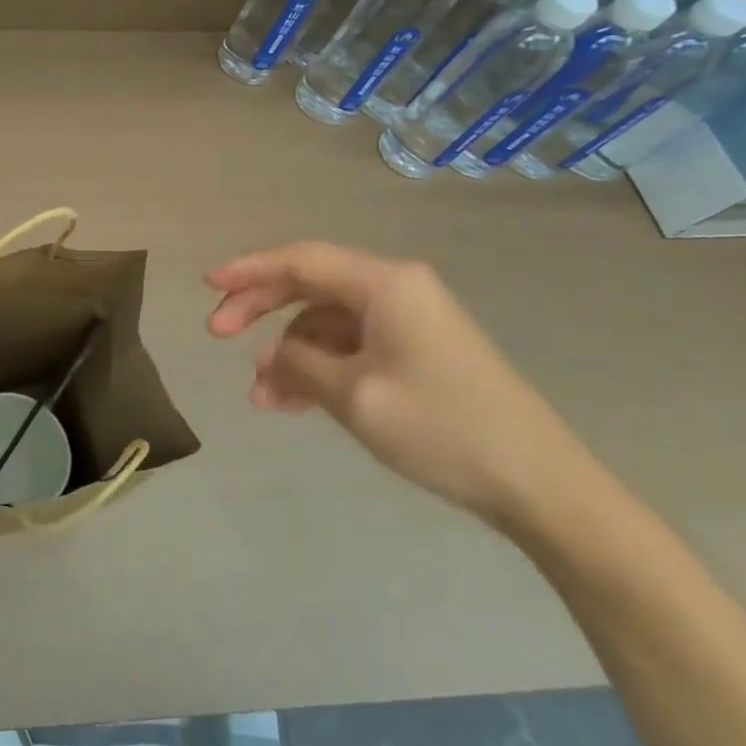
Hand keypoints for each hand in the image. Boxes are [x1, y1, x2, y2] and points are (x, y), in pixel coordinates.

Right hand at [205, 241, 589, 524]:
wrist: (539, 485)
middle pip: (309, 284)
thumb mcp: (353, 395)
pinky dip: (317, 368)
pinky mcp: (415, 352)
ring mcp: (407, 322)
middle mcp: (395, 291)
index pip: (300, 260)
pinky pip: (349, 347)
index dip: (248, 269)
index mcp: (385, 284)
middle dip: (260, 309)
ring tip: (260, 396)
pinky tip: (293, 401)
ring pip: (324, 322)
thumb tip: (268, 356)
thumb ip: (297, 364)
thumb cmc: (442, 428)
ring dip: (288, 353)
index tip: (206, 285)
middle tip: (218, 334)